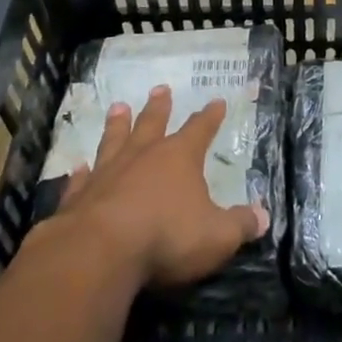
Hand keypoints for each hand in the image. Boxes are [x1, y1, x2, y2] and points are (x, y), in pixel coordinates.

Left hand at [54, 86, 268, 289]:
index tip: (216, 101)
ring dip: (117, 125)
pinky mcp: (78, 198)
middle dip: (159, 107)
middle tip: (160, 88)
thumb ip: (240, 225)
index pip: (200, 130)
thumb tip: (263, 217)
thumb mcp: (217, 236)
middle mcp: (142, 156)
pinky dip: (81, 173)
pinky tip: (79, 167)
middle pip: (152, 124)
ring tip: (118, 107)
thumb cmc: (167, 237)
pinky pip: (82, 179)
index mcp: (179, 158)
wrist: (99, 253)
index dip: (210, 117)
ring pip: (114, 141)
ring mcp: (107, 174)